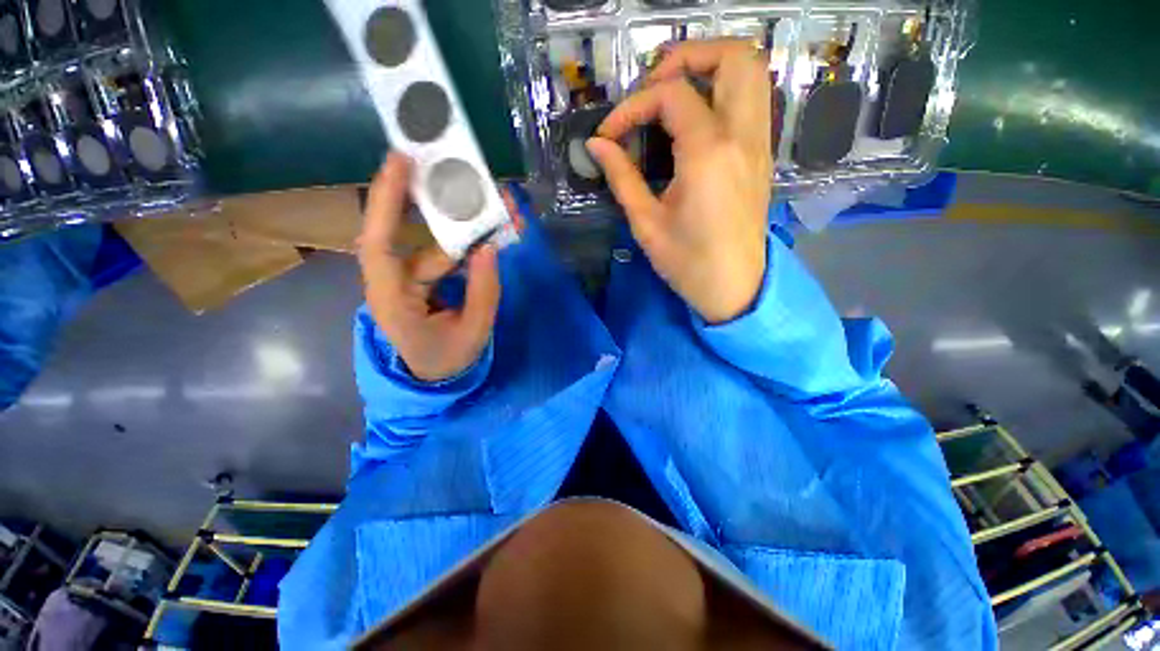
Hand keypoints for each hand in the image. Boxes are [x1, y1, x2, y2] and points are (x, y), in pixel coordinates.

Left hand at [357, 153, 502, 381]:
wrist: (435, 378)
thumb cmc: (448, 360)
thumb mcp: (474, 332)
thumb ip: (484, 292)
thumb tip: (489, 248)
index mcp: (392, 301)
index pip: (379, 244)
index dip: (386, 200)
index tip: (400, 162)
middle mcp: (390, 283)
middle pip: (399, 233)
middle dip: (421, 199)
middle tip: (444, 166)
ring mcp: (405, 281)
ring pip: (426, 244)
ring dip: (455, 227)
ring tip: (488, 210)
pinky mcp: (419, 281)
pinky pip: (438, 256)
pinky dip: (461, 246)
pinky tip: (484, 237)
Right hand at [586, 39, 772, 323]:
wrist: (733, 287)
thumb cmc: (688, 262)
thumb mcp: (646, 223)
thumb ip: (622, 177)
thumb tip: (596, 145)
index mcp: (708, 153)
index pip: (670, 96)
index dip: (632, 106)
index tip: (609, 135)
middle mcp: (742, 136)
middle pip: (734, 57)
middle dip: (689, 56)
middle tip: (654, 85)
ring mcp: (759, 144)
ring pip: (752, 73)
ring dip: (712, 69)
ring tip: (674, 95)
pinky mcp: (761, 156)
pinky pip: (752, 100)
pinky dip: (724, 92)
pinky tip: (696, 121)